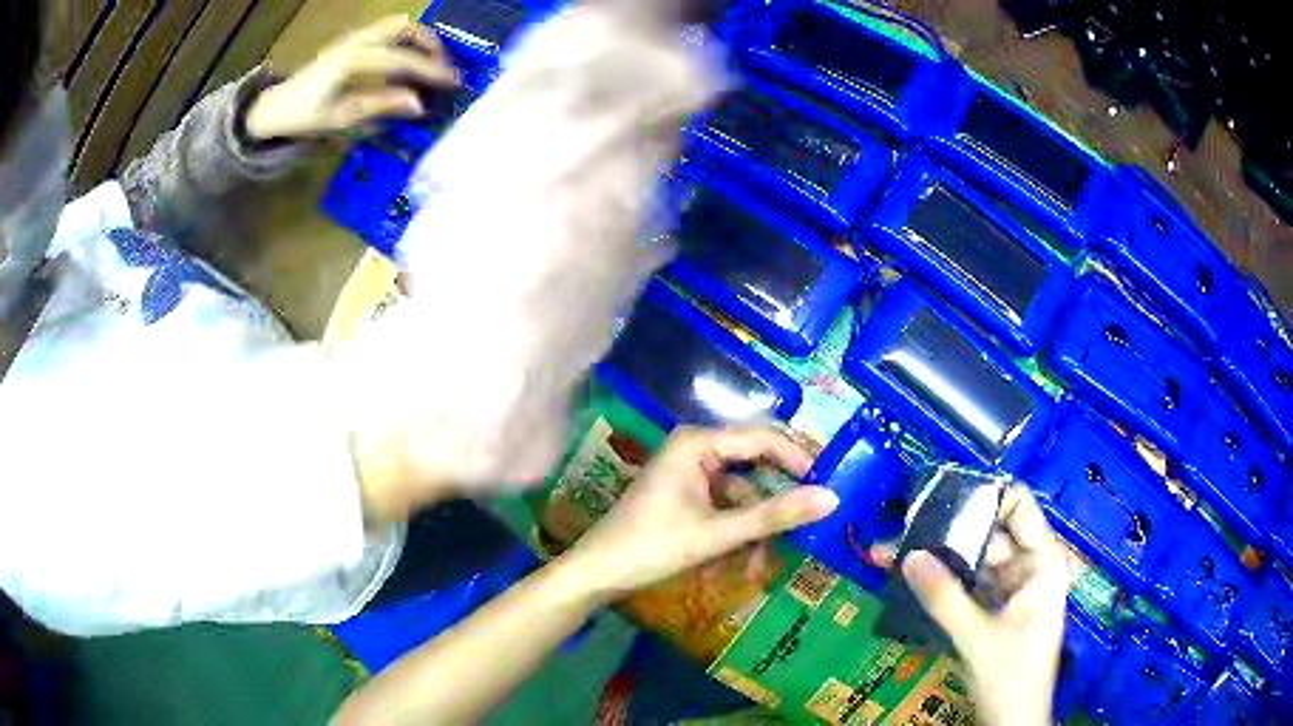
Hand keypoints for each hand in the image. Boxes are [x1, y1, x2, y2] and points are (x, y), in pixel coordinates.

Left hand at [244, 15, 458, 140]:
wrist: (277, 105)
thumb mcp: (342, 118)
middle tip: (442, 70)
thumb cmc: (306, 116)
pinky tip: (407, 59)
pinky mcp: (354, 39)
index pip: (402, 60)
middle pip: (406, 29)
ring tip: (429, 63)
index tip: (454, 82)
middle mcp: (357, 40)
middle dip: (431, 45)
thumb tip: (420, 105)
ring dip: (419, 39)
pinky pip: (387, 30)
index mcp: (352, 60)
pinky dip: (405, 39)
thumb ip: (381, 106)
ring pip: (398, 25)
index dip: (431, 70)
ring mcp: (355, 36)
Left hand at [566, 426, 839, 597]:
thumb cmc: (652, 546)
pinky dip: (733, 538)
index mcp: (698, 442)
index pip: (764, 439)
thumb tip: (832, 498)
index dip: (800, 460)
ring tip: (757, 570)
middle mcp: (696, 450)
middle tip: (807, 528)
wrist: (597, 575)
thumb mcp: (717, 533)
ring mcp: (691, 475)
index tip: (831, 485)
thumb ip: (774, 515)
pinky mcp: (687, 498)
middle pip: (755, 469)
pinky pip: (724, 512)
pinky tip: (734, 570)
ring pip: (741, 498)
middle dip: (773, 507)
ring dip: (752, 533)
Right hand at [900, 485, 1070, 725]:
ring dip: (935, 561)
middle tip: (901, 530)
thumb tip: (908, 555)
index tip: (939, 497)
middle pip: (986, 536)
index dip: (983, 498)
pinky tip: (908, 580)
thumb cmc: (1011, 677)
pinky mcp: (992, 611)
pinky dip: (940, 585)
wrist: (1012, 724)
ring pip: (971, 563)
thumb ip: (944, 597)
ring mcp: (1010, 590)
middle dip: (943, 534)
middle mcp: (1028, 568)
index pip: (1018, 508)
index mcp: (1042, 562)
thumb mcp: (977, 637)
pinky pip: (965, 587)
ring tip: (891, 554)